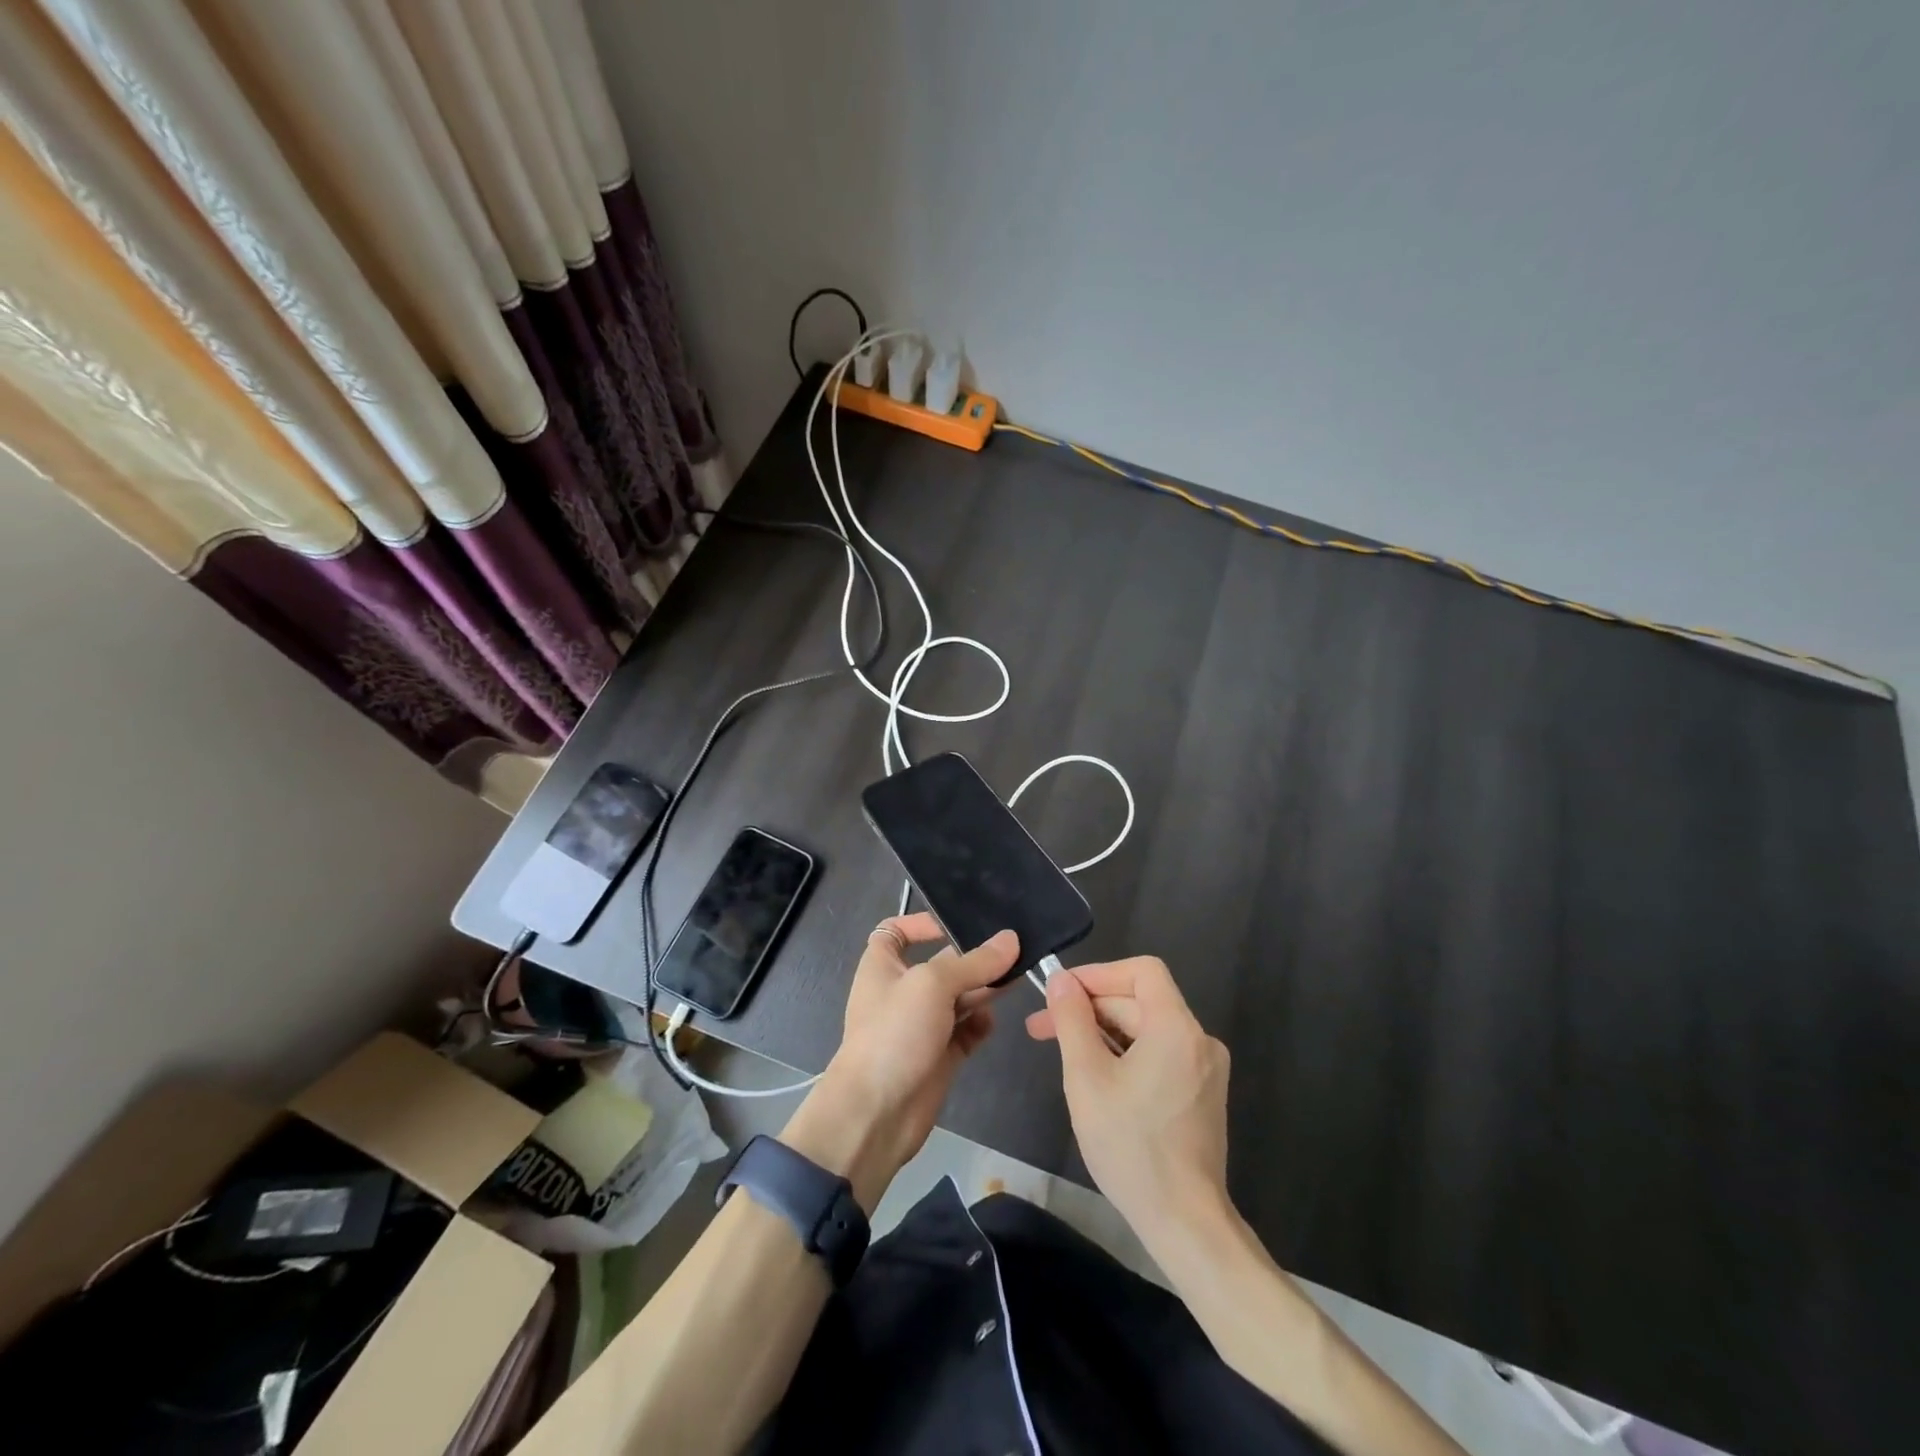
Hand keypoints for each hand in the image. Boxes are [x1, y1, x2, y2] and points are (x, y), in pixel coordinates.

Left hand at [782, 916, 1017, 1209]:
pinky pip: (966, 1031)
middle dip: (973, 958)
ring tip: (1018, 978)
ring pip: (959, 997)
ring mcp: (921, 1025)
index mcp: (883, 966)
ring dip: (985, 989)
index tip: (954, 923)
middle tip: (1015, 951)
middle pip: (941, 964)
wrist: (876, 1114)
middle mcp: (902, 992)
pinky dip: (980, 1025)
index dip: (919, 923)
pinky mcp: (940, 1055)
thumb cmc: (894, 1034)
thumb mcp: (932, 985)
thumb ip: (974, 962)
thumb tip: (1011, 939)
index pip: (895, 932)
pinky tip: (992, 1022)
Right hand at [1026, 957, 1231, 1248]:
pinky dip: (1125, 1055)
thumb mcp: (1087, 1078)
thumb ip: (1072, 1021)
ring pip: (1147, 1030)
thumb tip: (1061, 981)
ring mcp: (1205, 1069)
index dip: (1098, 974)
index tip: (1061, 994)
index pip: (1141, 971)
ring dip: (1103, 1033)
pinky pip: (1159, 1054)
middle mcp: (1199, 1039)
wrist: (1185, 1223)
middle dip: (1089, 1010)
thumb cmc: (1131, 1146)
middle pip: (1140, 1001)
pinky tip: (1097, 1079)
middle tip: (1041, 1030)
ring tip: (1063, 1055)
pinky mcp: (1202, 1094)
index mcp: (1176, 1028)